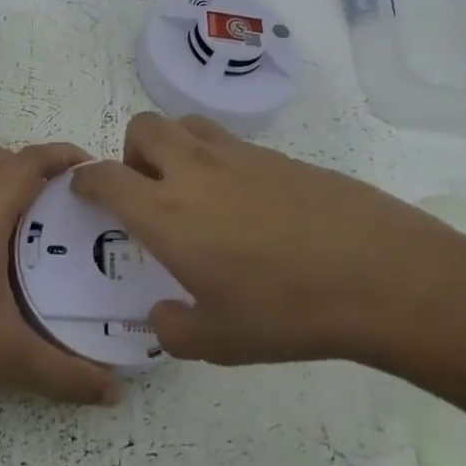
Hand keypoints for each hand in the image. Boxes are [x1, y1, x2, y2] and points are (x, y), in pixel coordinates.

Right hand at [71, 114, 465, 366]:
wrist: (381, 275)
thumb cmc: (288, 311)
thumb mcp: (219, 341)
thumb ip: (173, 329)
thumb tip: (161, 316)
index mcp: (166, 213)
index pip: (106, 177)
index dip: (86, 181)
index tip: (84, 192)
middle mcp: (194, 171)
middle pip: (143, 127)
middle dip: (131, 152)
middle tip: (147, 192)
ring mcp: (240, 156)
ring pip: (186, 123)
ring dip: (173, 146)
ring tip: (192, 189)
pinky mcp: (279, 155)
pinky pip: (230, 142)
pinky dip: (217, 160)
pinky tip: (245, 204)